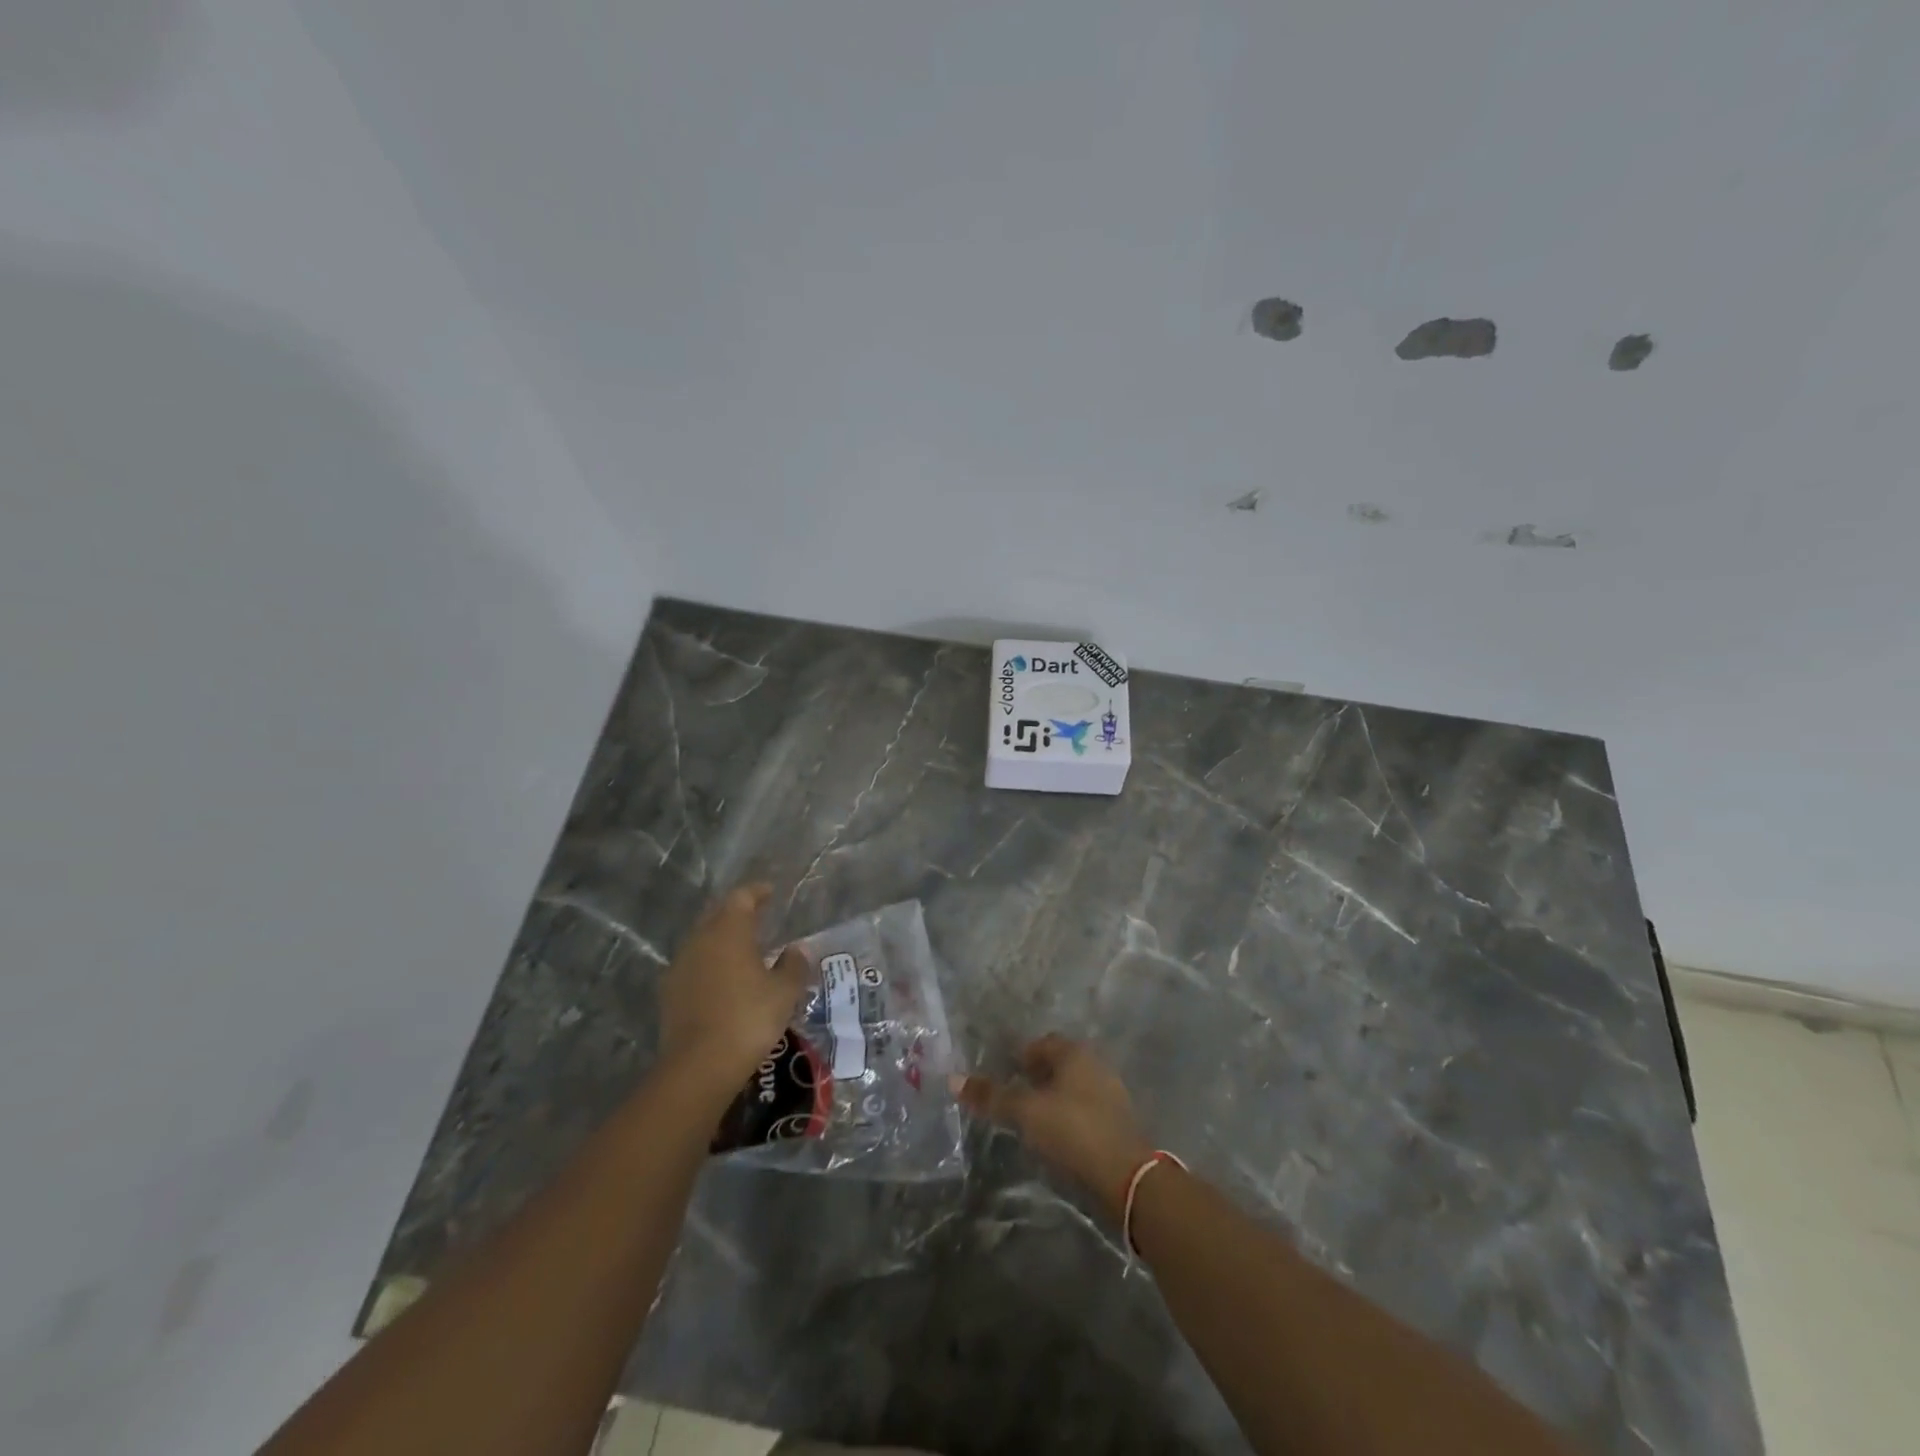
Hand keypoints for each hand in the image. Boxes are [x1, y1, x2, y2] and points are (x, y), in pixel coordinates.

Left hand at [659, 884, 809, 1088]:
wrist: (699, 1066)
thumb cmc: (749, 1018)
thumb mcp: (784, 992)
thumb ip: (794, 965)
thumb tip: (797, 950)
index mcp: (729, 930)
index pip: (741, 897)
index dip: (757, 892)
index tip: (770, 892)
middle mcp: (700, 940)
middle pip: (718, 915)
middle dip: (737, 913)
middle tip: (758, 917)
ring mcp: (680, 966)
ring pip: (703, 941)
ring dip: (722, 940)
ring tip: (744, 951)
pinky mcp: (669, 993)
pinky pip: (694, 965)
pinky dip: (710, 965)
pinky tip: (723, 980)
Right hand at [957, 1035, 1154, 1213]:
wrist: (1126, 1176)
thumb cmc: (1072, 1130)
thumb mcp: (1025, 1112)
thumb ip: (992, 1096)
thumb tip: (953, 1079)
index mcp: (1074, 1052)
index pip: (1039, 1044)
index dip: (1017, 1058)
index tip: (1001, 1077)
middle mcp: (1095, 1064)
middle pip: (1056, 1064)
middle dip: (1033, 1078)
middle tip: (1011, 1100)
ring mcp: (1110, 1092)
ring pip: (1071, 1088)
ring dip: (1051, 1100)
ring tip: (1030, 1122)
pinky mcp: (1117, 1121)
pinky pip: (1084, 1110)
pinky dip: (1067, 1118)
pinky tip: (1056, 1139)